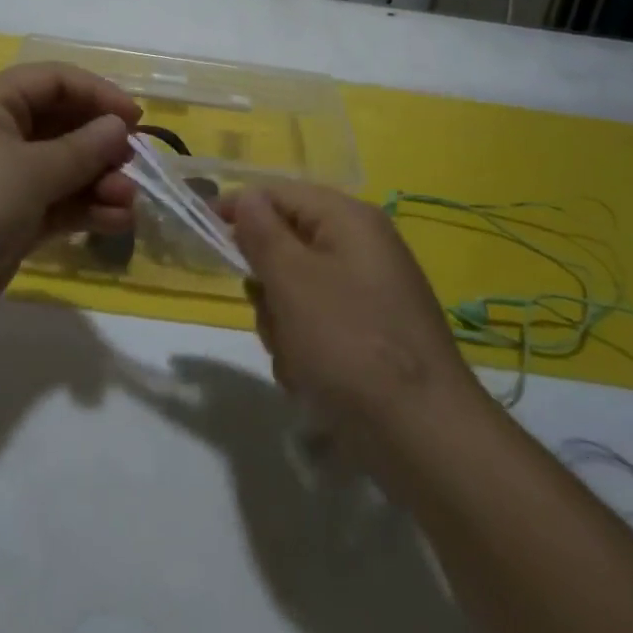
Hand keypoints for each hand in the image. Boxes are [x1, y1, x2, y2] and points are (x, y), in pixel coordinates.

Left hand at [0, 63, 141, 346]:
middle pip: (62, 125)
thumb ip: (81, 149)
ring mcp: (1, 181)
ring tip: (128, 203)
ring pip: (62, 169)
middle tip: (134, 166)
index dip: (97, 93)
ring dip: (98, 182)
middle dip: (101, 144)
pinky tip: (115, 223)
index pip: (53, 81)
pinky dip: (84, 210)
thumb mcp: (28, 172)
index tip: (134, 119)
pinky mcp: (7, 222)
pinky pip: (54, 204)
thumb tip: (119, 126)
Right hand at [229, 183, 475, 447]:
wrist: (428, 439)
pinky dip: (307, 350)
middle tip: (272, 316)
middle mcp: (364, 247)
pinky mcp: (376, 335)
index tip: (204, 234)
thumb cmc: (349, 345)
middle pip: (288, 246)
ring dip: (284, 325)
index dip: (239, 209)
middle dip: (268, 286)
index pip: (279, 194)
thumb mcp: (292, 281)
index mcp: (349, 219)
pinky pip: (321, 326)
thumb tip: (246, 197)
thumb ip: (262, 233)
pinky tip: (314, 384)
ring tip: (297, 362)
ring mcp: (373, 293)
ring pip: (298, 292)